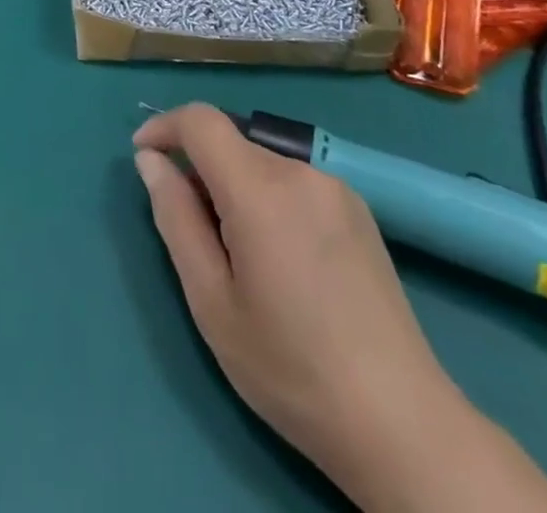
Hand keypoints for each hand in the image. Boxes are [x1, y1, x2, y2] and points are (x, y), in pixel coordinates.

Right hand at [132, 105, 457, 470]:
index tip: (143, 156)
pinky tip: (278, 257)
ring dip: (233, 184)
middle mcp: (301, 172)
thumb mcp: (211, 300)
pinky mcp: (359, 210)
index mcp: (261, 190)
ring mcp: (336, 188)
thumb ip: (175, 218)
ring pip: (261, 161)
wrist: (403, 426)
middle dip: (198, 168)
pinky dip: (267, 196)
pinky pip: (292, 180)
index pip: (201, 120)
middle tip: (191, 231)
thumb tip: (150, 161)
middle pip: (230, 142)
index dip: (164, 126)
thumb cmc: (291, 368)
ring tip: (236, 253)